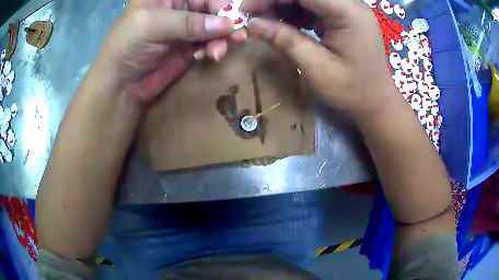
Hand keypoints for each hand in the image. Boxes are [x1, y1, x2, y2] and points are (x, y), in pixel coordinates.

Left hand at [94, 0, 245, 101]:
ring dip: (222, 38)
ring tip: (220, 52)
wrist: (120, 86)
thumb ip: (189, 22)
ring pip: (213, 26)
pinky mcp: (188, 46)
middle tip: (238, 36)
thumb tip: (229, 24)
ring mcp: (183, 27)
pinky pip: (209, 42)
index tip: (231, 17)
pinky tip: (210, 56)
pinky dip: (214, 48)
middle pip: (211, 7)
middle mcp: (177, 7)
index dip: (219, 2)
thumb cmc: (127, 47)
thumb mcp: (153, 26)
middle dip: (224, 21)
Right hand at [246, 0, 396, 119]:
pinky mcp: (344, 16)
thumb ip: (285, 40)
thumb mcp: (317, 68)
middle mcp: (351, 4)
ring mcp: (348, 9)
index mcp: (349, 12)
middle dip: (275, 0)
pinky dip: (295, 12)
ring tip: (263, 21)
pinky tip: (281, 24)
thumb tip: (252, 24)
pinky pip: (314, 6)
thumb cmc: (353, 92)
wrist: (377, 104)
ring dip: (282, 5)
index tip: (246, 9)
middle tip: (251, 14)